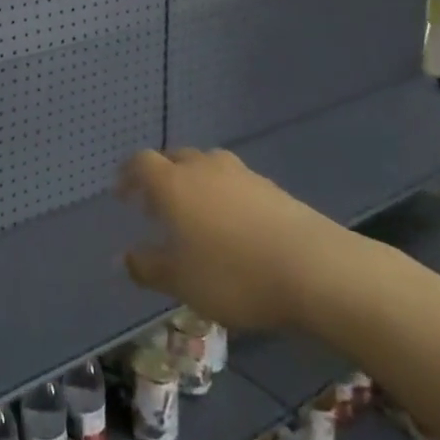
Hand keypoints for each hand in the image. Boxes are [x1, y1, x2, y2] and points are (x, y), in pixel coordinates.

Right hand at [119, 148, 355, 331]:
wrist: (316, 269)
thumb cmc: (234, 274)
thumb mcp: (181, 281)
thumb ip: (147, 267)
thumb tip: (124, 257)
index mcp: (173, 183)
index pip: (141, 163)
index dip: (128, 174)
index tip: (123, 193)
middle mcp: (203, 168)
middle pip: (175, 158)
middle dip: (162, 177)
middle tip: (157, 205)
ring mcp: (242, 174)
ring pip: (208, 168)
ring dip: (196, 184)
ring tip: (198, 214)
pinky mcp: (273, 188)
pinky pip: (236, 184)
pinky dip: (226, 196)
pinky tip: (235, 226)